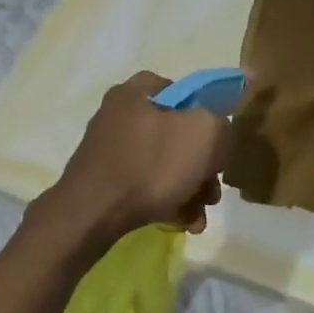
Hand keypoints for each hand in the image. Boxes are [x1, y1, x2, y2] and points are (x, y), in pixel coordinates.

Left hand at [49, 72, 232, 242]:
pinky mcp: (104, 179)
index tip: (218, 144)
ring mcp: (109, 148)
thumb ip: (220, 124)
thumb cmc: (152, 164)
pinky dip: (167, 200)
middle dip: (202, 165)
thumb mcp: (205, 133)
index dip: (207, 115)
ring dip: (189, 188)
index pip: (184, 90)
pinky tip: (182, 222)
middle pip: (176, 133)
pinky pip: (145, 184)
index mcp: (138, 91)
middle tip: (212, 189)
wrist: (92, 214)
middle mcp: (119, 114)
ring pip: (164, 163)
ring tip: (200, 214)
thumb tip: (216, 134)